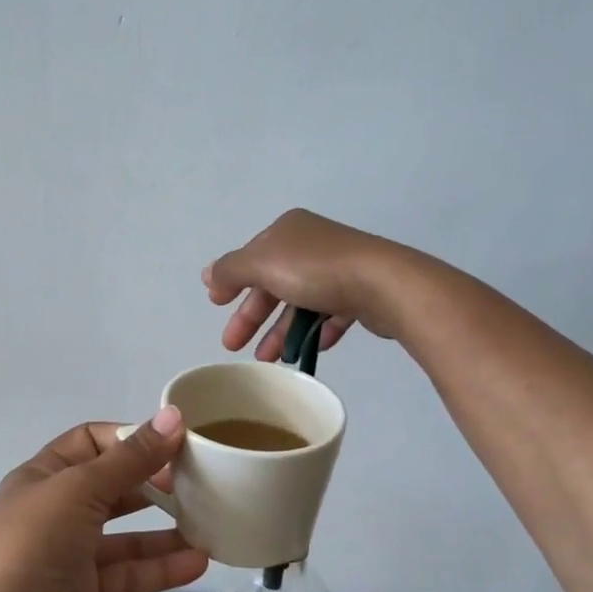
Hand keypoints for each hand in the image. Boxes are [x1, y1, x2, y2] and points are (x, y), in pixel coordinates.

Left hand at [0, 409, 208, 591]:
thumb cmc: (31, 544)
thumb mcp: (80, 489)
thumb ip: (130, 458)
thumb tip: (173, 417)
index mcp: (44, 475)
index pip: (91, 441)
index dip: (130, 438)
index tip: (174, 442)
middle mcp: (56, 511)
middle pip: (112, 487)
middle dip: (153, 483)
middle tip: (198, 483)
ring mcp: (69, 556)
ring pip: (125, 536)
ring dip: (164, 531)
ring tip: (210, 524)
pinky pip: (128, 575)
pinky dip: (160, 568)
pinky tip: (197, 563)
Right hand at [203, 209, 411, 360]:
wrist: (383, 284)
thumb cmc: (315, 270)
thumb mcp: (261, 264)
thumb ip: (230, 270)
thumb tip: (208, 275)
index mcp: (287, 230)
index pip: (251, 257)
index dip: (232, 282)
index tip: (217, 307)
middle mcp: (312, 244)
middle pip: (273, 283)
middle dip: (252, 315)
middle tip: (233, 345)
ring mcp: (339, 268)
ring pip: (300, 302)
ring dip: (281, 331)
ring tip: (269, 360)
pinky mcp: (360, 293)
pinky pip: (329, 314)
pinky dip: (315, 332)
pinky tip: (306, 351)